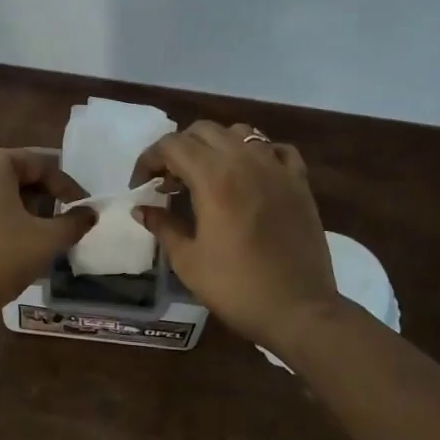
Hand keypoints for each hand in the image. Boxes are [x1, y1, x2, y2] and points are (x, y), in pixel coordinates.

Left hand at [0, 149, 95, 343]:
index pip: (39, 163)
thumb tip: (89, 215)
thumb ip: (72, 224)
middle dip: (37, 198)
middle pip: (9, 177)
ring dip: (11, 213)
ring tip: (29, 240)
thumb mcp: (45, 241)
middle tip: (57, 222)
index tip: (82, 207)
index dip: (66, 185)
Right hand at [132, 122, 338, 350]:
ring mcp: (277, 169)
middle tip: (168, 181)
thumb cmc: (235, 287)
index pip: (171, 145)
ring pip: (240, 133)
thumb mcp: (187, 261)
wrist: (298, 309)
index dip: (149, 160)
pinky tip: (249, 175)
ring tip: (206, 174)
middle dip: (178, 149)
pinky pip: (276, 150)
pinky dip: (256, 153)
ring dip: (215, 145)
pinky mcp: (299, 182)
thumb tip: (142, 209)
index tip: (140, 186)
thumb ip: (162, 226)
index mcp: (214, 178)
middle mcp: (245, 162)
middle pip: (203, 131)